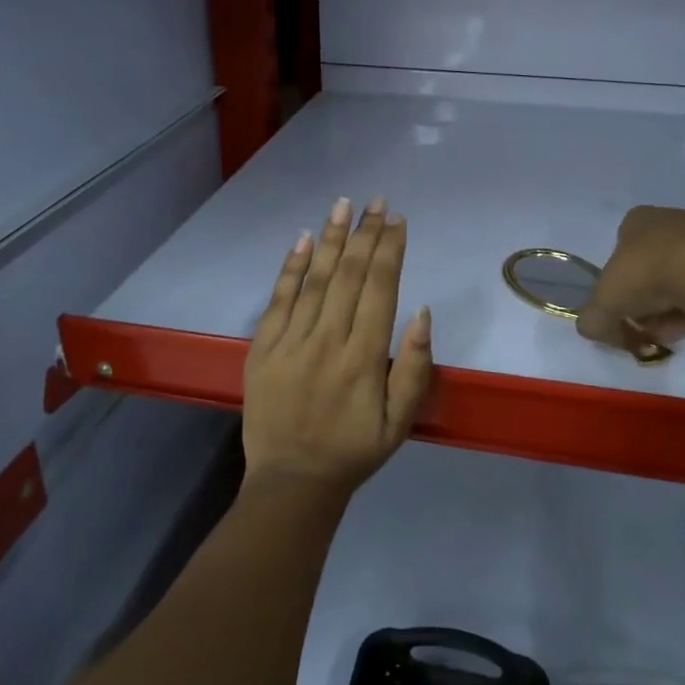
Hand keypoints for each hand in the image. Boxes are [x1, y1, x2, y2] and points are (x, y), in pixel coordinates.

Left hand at [242, 196, 433, 494]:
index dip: (390, 250)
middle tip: (377, 202)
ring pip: (315, 279)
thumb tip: (422, 312)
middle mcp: (328, 340)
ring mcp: (291, 342)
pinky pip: (278, 299)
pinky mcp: (262, 348)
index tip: (397, 220)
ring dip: (333, 239)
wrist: (292, 482)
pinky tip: (305, 239)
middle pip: (350, 275)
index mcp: (363, 358)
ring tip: (345, 205)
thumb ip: (413, 367)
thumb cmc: (354, 451)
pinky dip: (291, 267)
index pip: (380, 289)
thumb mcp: (400, 422)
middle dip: (366, 234)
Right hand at [577, 206, 684, 354]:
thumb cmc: (645, 275)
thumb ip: (591, 319)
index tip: (621, 308)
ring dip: (669, 308)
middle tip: (643, 325)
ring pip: (678, 279)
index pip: (620, 250)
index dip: (617, 283)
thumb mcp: (603, 303)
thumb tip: (594, 329)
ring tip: (667, 333)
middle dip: (645, 299)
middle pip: (650, 266)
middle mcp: (670, 220)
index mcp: (637, 219)